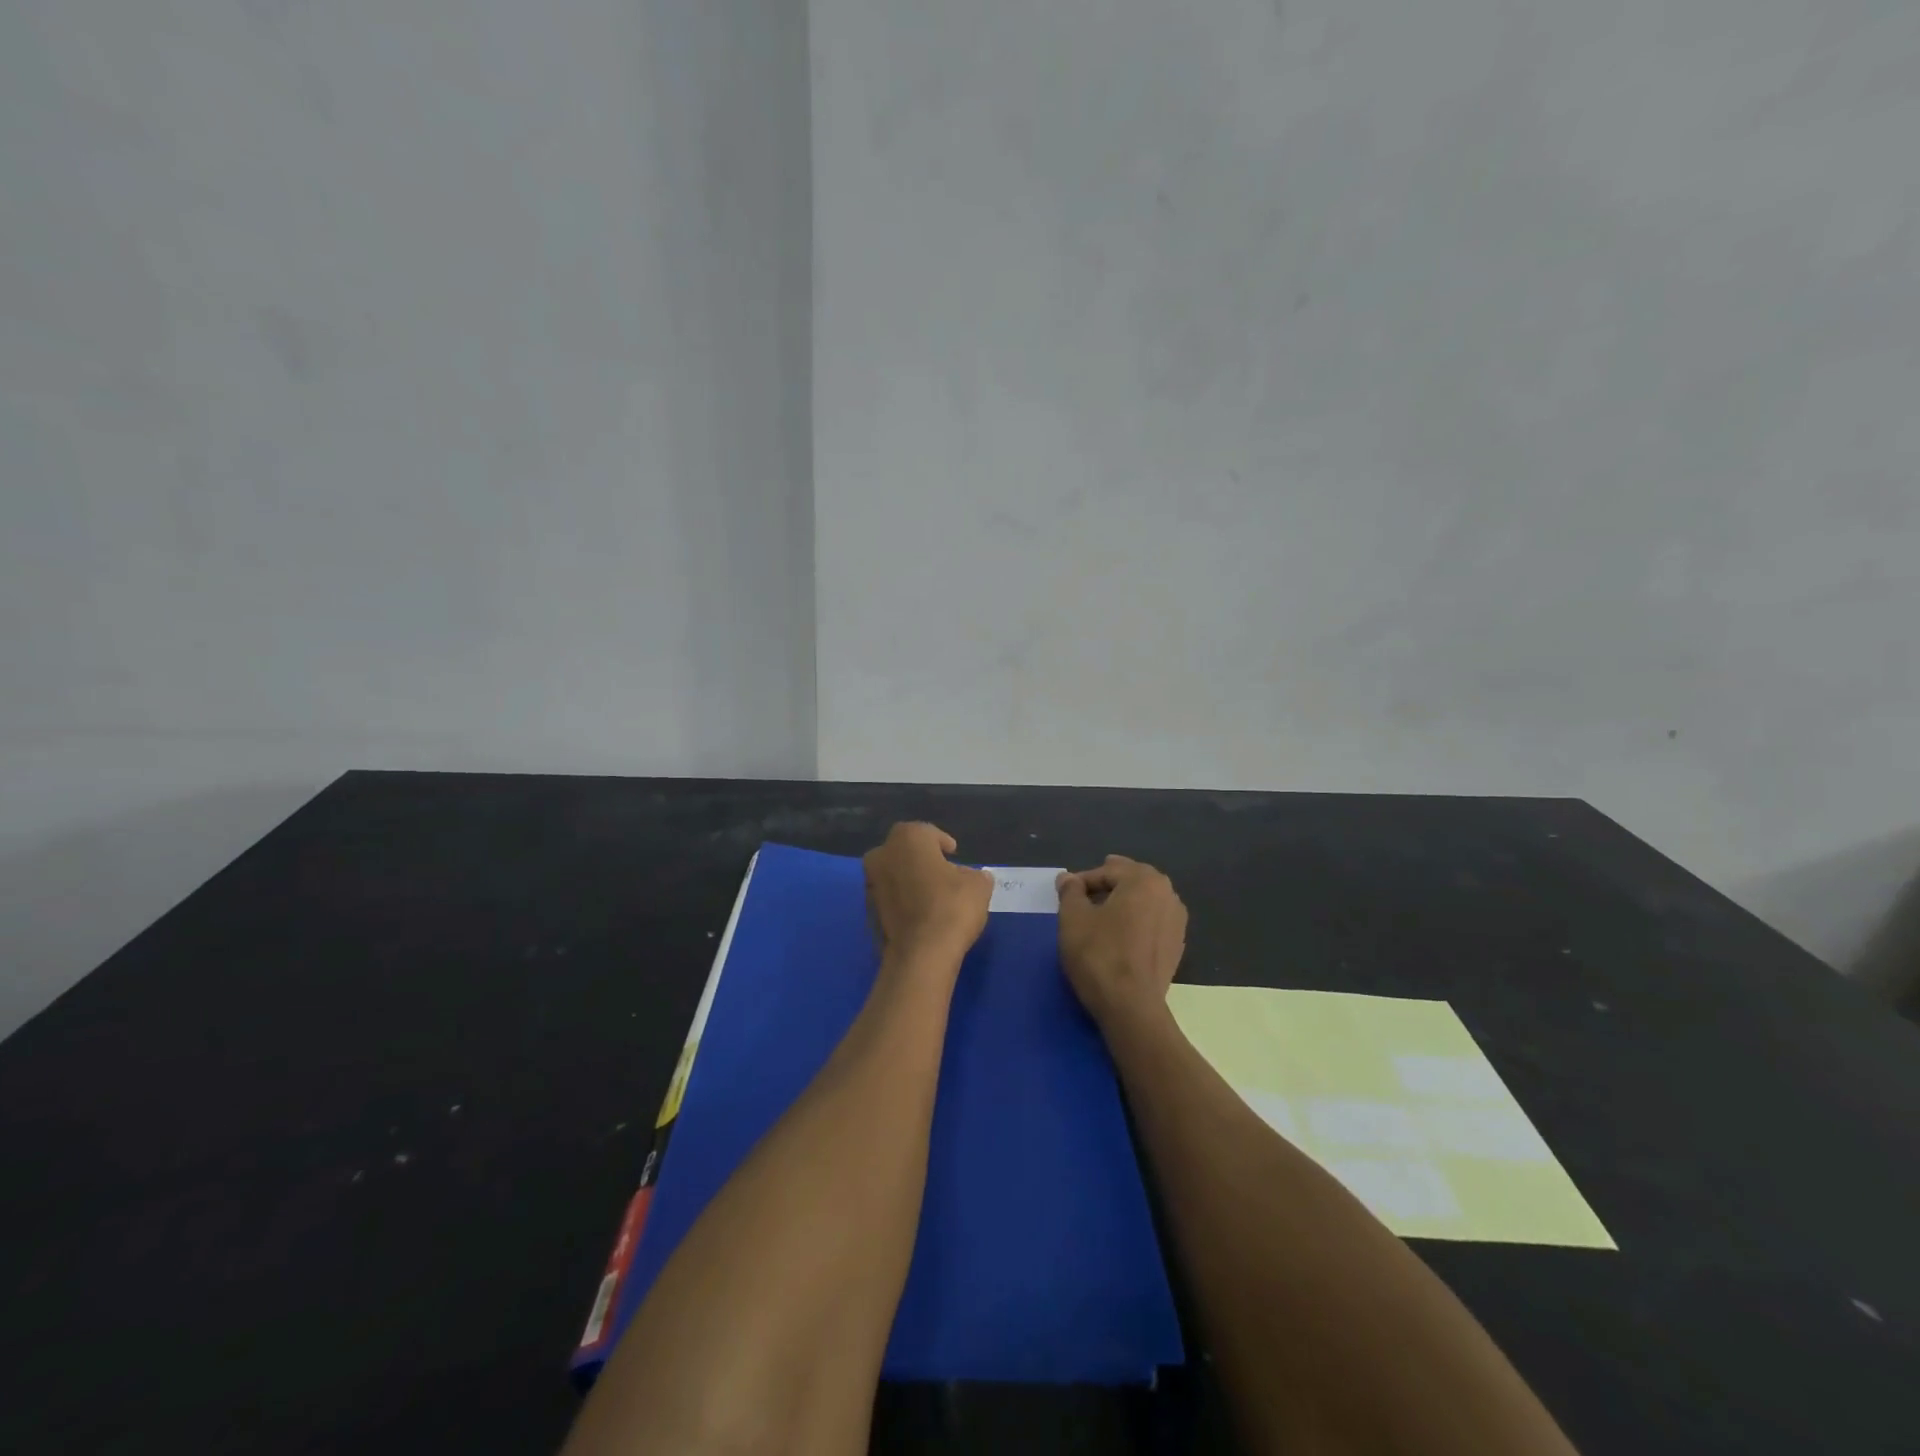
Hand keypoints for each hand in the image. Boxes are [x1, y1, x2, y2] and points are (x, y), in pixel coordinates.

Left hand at [863, 822, 992, 968]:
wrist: (920, 954)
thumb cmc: (951, 907)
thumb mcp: (978, 886)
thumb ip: (976, 875)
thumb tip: (974, 876)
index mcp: (908, 839)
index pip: (927, 833)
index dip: (942, 842)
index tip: (953, 853)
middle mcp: (882, 855)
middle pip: (904, 851)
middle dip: (921, 859)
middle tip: (942, 872)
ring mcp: (871, 884)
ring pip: (893, 875)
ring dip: (909, 880)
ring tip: (932, 896)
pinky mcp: (867, 912)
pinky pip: (889, 899)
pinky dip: (902, 902)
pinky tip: (920, 915)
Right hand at [1056, 856, 1187, 1028]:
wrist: (1131, 1007)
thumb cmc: (1099, 955)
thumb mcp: (1073, 918)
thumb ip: (1070, 892)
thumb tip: (1068, 878)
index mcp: (1144, 881)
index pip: (1108, 871)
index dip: (1083, 880)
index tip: (1065, 894)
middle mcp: (1168, 895)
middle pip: (1131, 880)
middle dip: (1108, 884)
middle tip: (1085, 892)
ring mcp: (1177, 922)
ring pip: (1144, 901)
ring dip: (1123, 901)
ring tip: (1100, 913)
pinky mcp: (1176, 946)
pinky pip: (1152, 922)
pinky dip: (1135, 921)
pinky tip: (1120, 934)